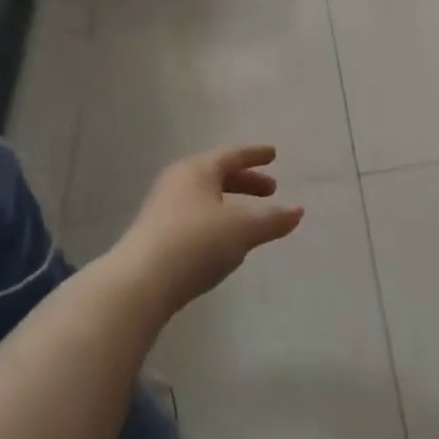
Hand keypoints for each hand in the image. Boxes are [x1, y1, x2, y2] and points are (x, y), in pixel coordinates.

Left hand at [118, 146, 304, 314]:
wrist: (141, 283)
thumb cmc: (197, 242)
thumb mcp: (244, 229)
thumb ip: (273, 219)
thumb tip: (297, 211)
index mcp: (197, 171)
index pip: (231, 155)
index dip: (255, 155)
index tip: (273, 154)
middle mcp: (177, 184)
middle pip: (216, 176)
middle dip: (245, 182)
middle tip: (271, 190)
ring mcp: (162, 211)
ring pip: (205, 199)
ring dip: (231, 204)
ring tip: (252, 219)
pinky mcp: (156, 238)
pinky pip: (195, 219)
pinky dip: (216, 222)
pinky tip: (226, 242)